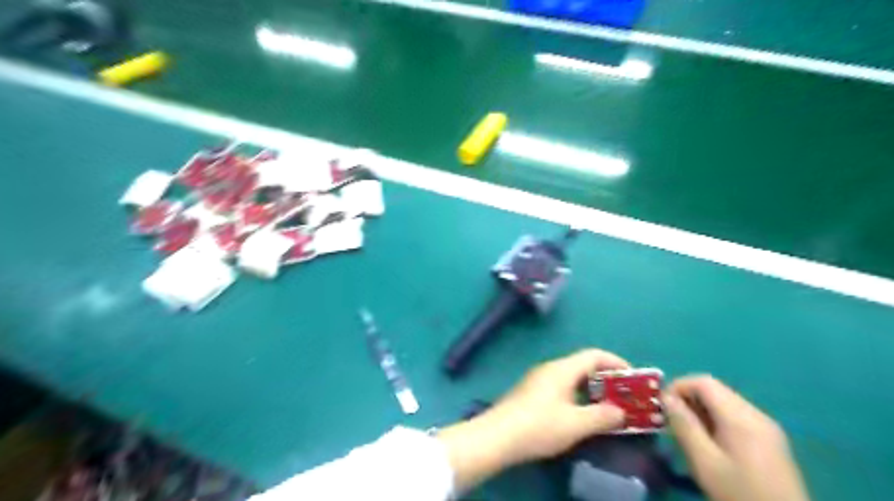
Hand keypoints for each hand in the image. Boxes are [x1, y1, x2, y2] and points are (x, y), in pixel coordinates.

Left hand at [439, 350, 626, 490]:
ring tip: (607, 407)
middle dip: (606, 378)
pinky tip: (580, 413)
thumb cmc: (539, 426)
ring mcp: (538, 379)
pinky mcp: (531, 392)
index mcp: (562, 369)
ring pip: (571, 377)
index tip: (633, 377)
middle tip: (624, 395)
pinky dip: (577, 395)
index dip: (616, 362)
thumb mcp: (576, 424)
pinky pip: (561, 386)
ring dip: (591, 388)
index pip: (594, 355)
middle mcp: (550, 368)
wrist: (497, 436)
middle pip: (583, 365)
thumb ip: (602, 416)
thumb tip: (621, 411)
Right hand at [662, 376, 810, 500]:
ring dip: (700, 410)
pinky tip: (709, 443)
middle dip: (687, 399)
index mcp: (741, 417)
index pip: (703, 382)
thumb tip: (666, 398)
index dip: (677, 386)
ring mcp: (766, 427)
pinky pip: (736, 417)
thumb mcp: (704, 461)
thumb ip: (684, 425)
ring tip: (687, 433)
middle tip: (670, 421)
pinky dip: (715, 420)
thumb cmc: (740, 493)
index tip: (661, 406)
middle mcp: (756, 414)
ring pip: (724, 403)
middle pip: (714, 390)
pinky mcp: (770, 440)